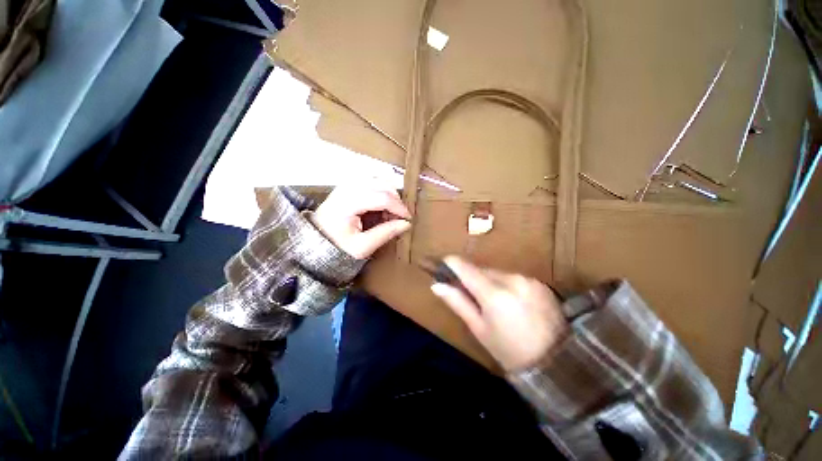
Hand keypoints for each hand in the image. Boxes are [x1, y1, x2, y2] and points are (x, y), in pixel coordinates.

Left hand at [311, 187, 411, 258]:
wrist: (316, 241)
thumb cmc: (337, 246)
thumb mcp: (362, 247)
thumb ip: (384, 233)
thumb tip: (406, 224)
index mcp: (348, 204)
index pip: (382, 197)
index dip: (399, 207)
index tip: (408, 220)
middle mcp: (347, 188)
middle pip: (382, 185)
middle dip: (395, 200)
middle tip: (399, 218)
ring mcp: (346, 184)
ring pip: (378, 179)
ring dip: (389, 193)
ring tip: (389, 213)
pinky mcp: (347, 184)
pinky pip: (370, 180)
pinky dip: (380, 189)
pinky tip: (381, 205)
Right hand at [431, 256, 567, 370]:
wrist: (551, 358)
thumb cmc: (508, 351)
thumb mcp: (480, 330)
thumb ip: (459, 304)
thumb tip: (437, 285)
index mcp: (494, 293)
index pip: (468, 269)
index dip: (453, 265)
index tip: (443, 263)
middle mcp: (513, 279)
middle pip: (486, 270)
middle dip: (474, 277)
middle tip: (466, 291)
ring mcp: (530, 280)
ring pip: (503, 274)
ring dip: (493, 282)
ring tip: (491, 302)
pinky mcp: (543, 285)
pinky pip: (519, 279)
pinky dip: (510, 286)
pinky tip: (512, 304)